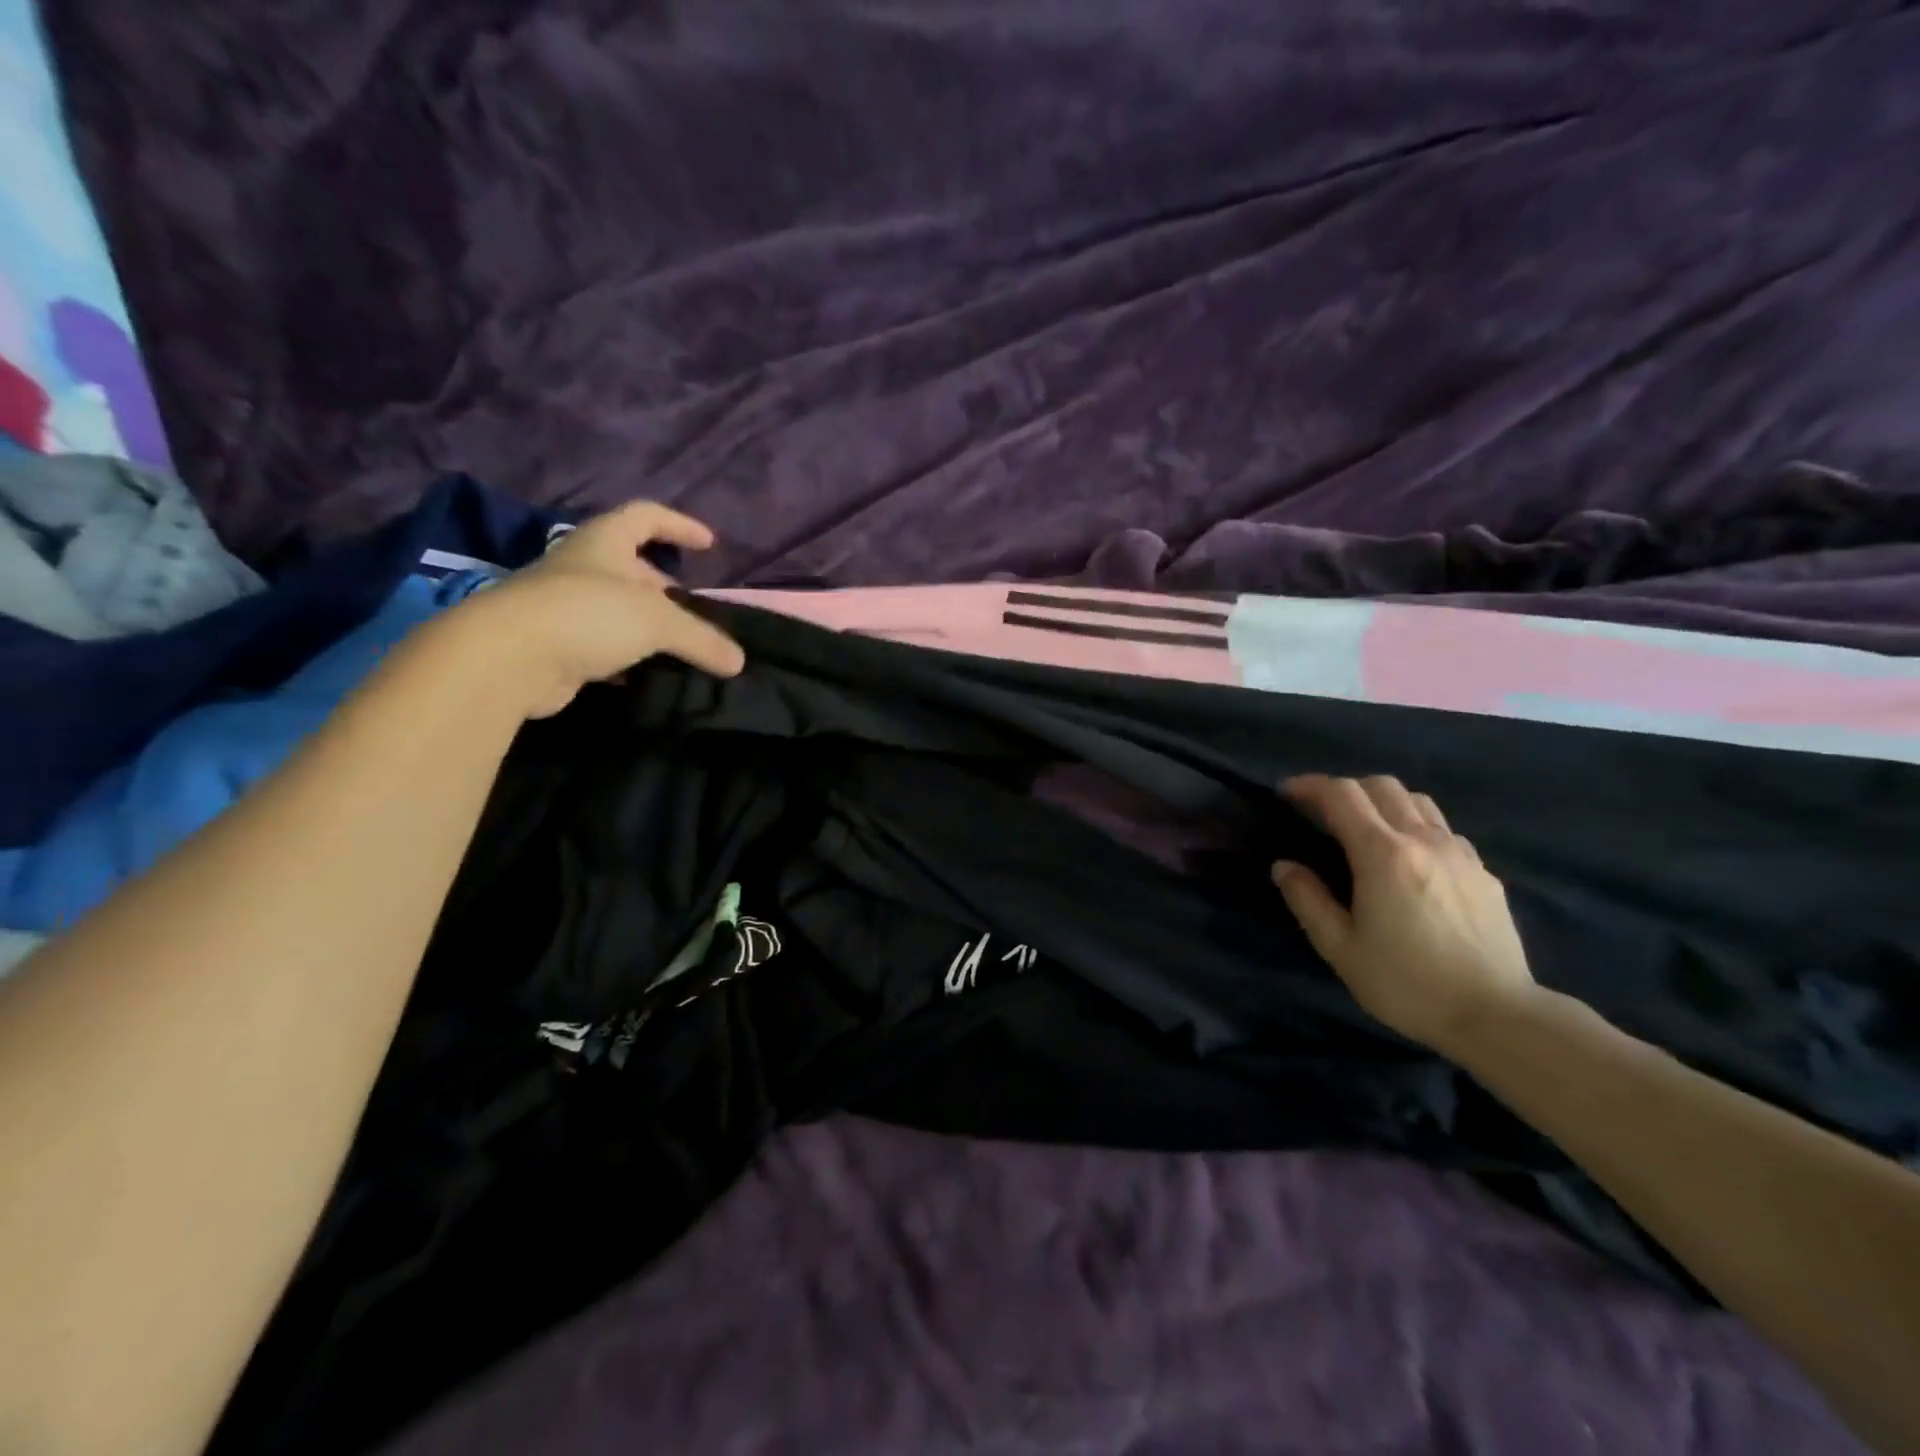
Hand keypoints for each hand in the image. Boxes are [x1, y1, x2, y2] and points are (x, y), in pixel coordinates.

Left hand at [441, 500, 744, 719]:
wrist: (507, 658)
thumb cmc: (587, 615)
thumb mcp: (657, 620)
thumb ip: (701, 638)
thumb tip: (738, 661)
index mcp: (603, 542)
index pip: (645, 516)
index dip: (679, 525)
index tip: (709, 544)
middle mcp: (581, 568)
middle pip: (631, 567)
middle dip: (665, 587)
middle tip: (694, 611)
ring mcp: (563, 607)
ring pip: (617, 610)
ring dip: (647, 626)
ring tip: (679, 648)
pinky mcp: (555, 645)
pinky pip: (602, 646)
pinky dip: (627, 657)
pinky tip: (647, 676)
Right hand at [1272, 774, 1536, 1054]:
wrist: (1498, 1016)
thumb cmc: (1407, 984)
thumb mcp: (1340, 948)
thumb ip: (1307, 900)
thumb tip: (1284, 866)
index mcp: (1382, 854)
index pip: (1341, 795)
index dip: (1310, 786)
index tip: (1286, 794)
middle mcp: (1423, 840)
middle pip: (1381, 786)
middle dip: (1345, 789)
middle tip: (1321, 812)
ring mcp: (1459, 853)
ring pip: (1417, 800)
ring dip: (1382, 802)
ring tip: (1365, 828)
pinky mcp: (1483, 872)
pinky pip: (1443, 829)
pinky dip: (1415, 826)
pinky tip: (1409, 858)